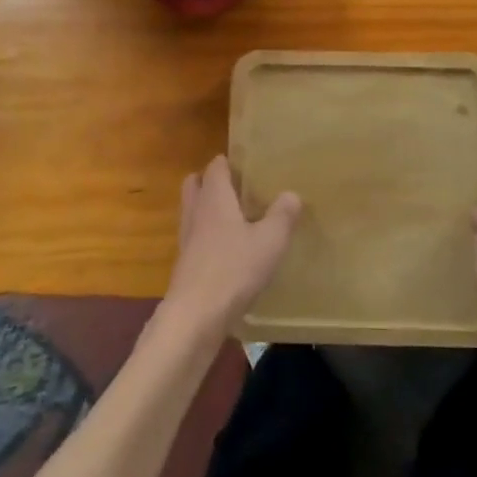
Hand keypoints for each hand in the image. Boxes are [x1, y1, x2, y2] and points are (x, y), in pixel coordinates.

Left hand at [159, 155, 300, 339]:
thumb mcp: (270, 241)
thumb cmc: (234, 269)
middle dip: (212, 181)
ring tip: (236, 218)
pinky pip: (195, 237)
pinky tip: (228, 250)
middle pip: (196, 183)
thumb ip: (282, 215)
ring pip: (193, 210)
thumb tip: (292, 194)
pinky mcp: (185, 263)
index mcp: (215, 197)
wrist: (195, 316)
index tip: (249, 164)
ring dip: (208, 209)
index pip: (216, 165)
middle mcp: (196, 211)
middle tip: (239, 188)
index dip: (229, 161)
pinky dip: (207, 235)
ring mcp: (187, 238)